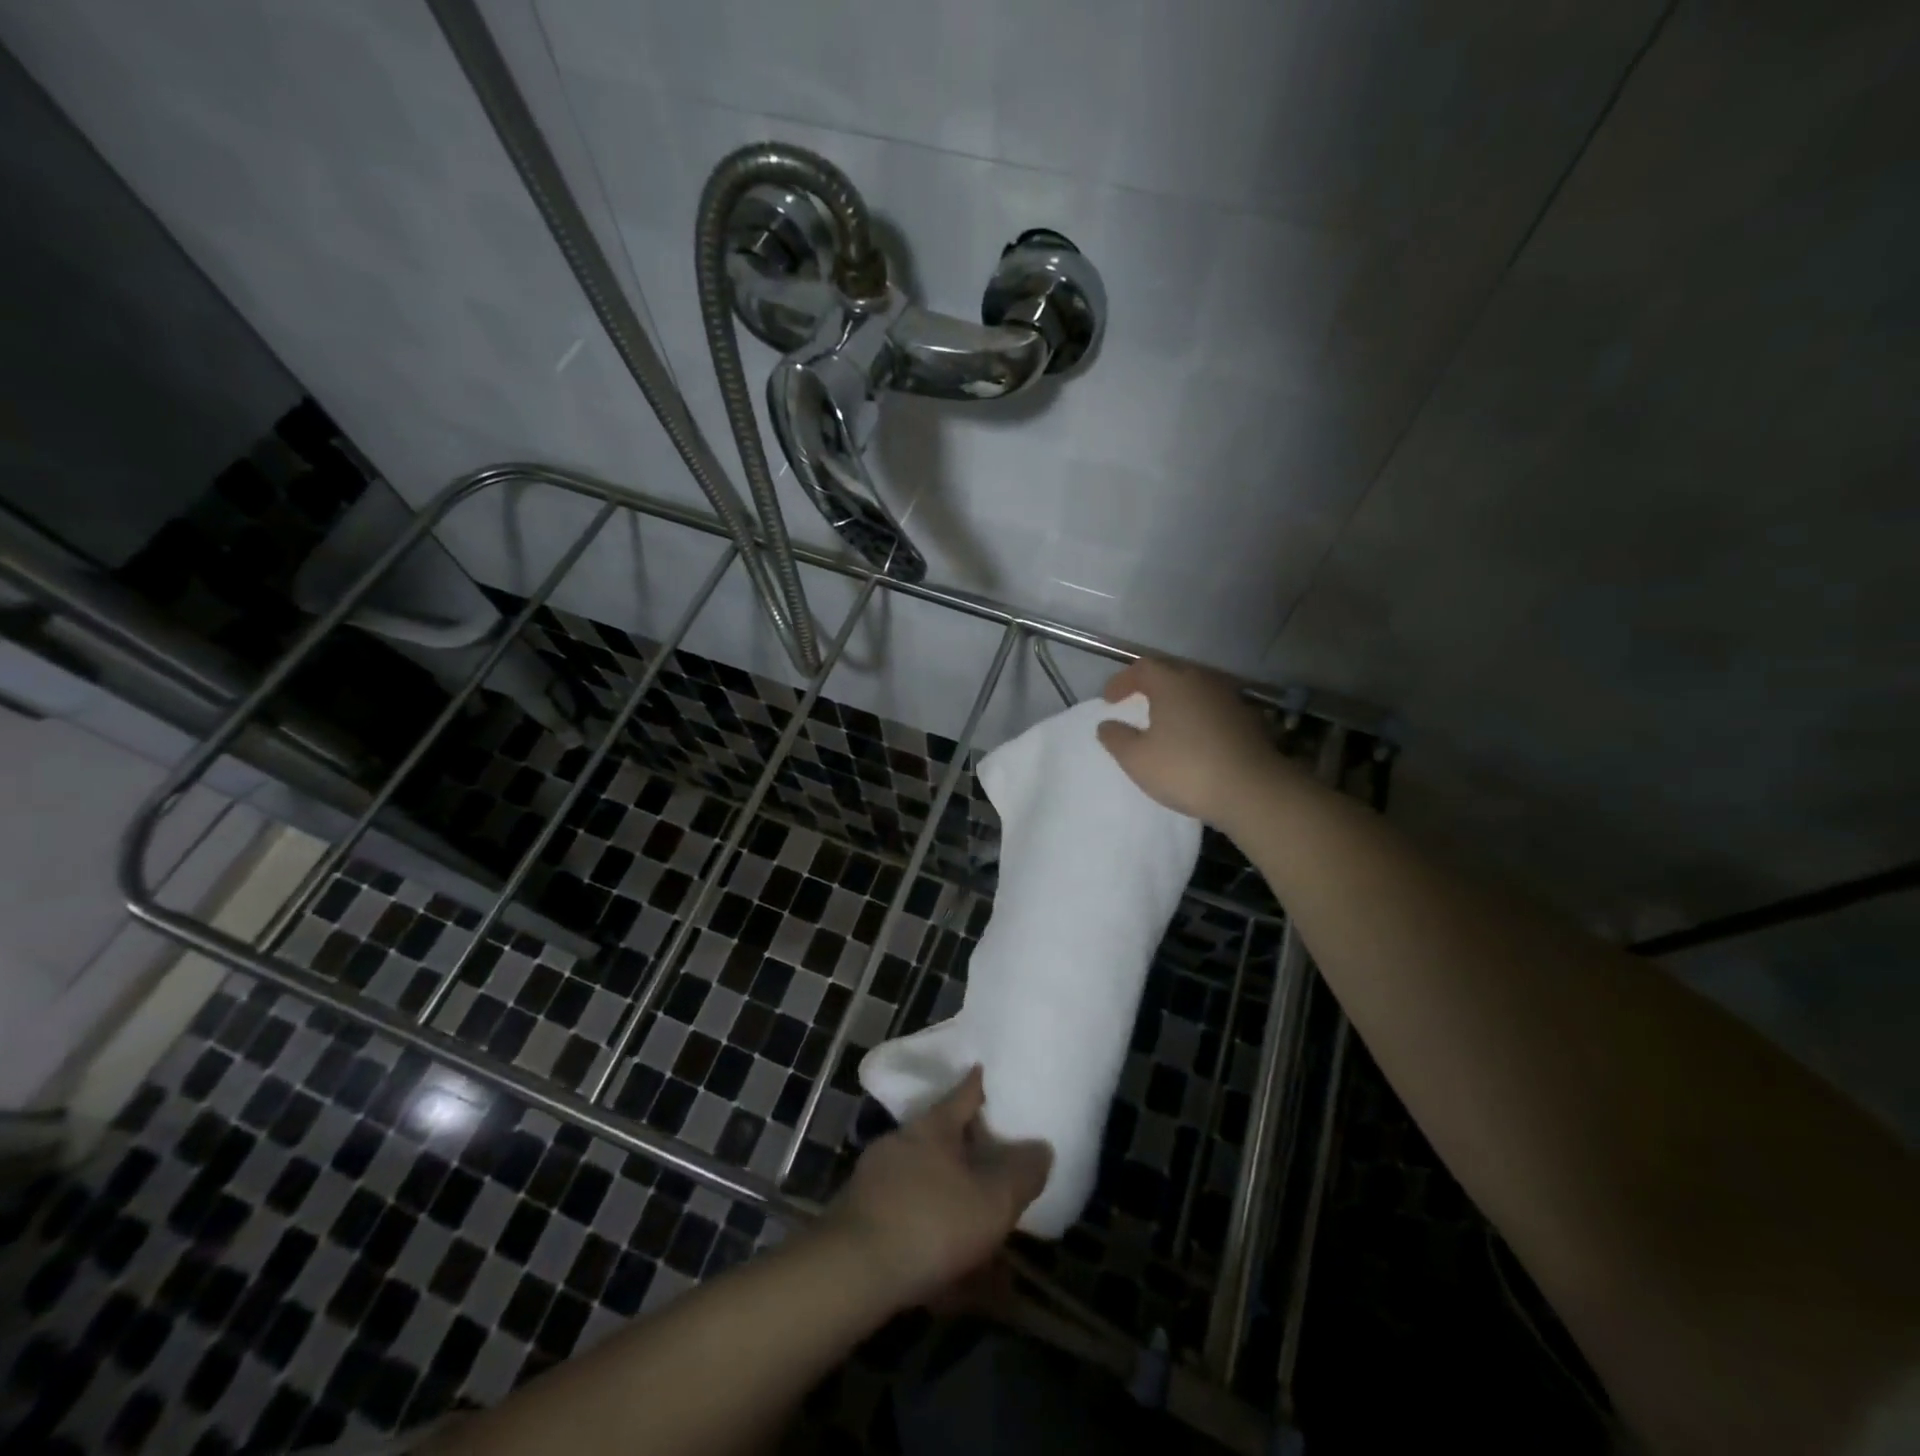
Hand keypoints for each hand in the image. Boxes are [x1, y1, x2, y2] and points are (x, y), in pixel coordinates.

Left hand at [823, 1067, 1050, 1309]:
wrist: (852, 1272)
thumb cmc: (931, 1222)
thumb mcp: (992, 1200)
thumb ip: (1021, 1174)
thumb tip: (1042, 1147)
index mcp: (933, 1127)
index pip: (965, 1092)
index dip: (982, 1082)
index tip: (992, 1070)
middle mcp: (903, 1143)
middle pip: (944, 1140)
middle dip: (970, 1155)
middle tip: (998, 1168)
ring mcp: (878, 1181)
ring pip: (928, 1187)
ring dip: (956, 1209)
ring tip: (986, 1244)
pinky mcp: (864, 1221)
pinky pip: (912, 1226)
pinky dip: (937, 1246)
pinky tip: (957, 1285)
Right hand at [1097, 658, 1280, 827]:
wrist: (1253, 790)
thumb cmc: (1185, 769)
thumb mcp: (1137, 759)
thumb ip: (1116, 738)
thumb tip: (1106, 724)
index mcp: (1171, 683)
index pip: (1142, 668)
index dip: (1122, 681)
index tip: (1109, 700)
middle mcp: (1202, 681)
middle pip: (1171, 674)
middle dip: (1150, 687)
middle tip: (1136, 705)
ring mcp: (1229, 698)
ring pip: (1195, 690)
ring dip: (1177, 701)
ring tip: (1164, 722)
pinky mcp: (1248, 719)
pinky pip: (1213, 708)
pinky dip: (1198, 716)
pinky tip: (1194, 738)